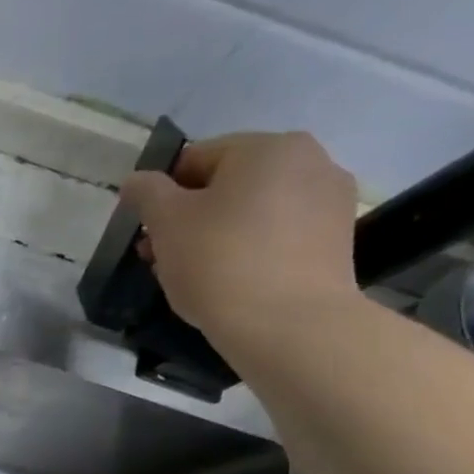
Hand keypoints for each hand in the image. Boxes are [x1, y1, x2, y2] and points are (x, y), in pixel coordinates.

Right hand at [120, 131, 361, 340]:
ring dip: (216, 235)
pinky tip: (229, 283)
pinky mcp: (336, 243)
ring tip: (192, 275)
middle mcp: (310, 162)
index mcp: (268, 147)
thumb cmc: (219, 262)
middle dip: (189, 218)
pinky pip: (278, 236)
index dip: (161, 195)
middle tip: (162, 257)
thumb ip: (147, 193)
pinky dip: (249, 251)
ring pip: (252, 212)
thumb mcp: (166, 222)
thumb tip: (136, 181)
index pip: (195, 159)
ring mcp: (330, 203)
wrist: (289, 326)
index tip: (147, 233)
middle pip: (227, 186)